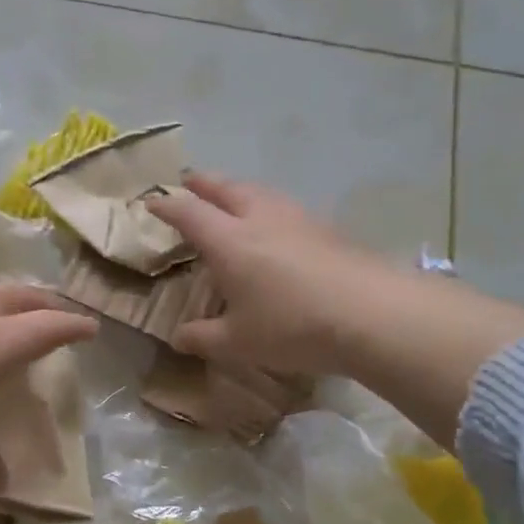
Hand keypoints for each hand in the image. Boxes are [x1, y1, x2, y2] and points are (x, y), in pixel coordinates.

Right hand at [145, 172, 400, 375]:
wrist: (372, 314)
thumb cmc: (292, 326)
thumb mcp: (238, 342)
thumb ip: (203, 337)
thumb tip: (179, 337)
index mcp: (229, 241)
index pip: (188, 213)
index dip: (167, 206)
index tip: (152, 203)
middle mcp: (259, 218)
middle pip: (225, 189)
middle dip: (203, 183)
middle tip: (189, 181)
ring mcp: (297, 218)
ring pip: (259, 192)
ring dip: (238, 189)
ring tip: (231, 196)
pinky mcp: (326, 228)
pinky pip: (285, 207)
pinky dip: (267, 207)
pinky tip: (276, 224)